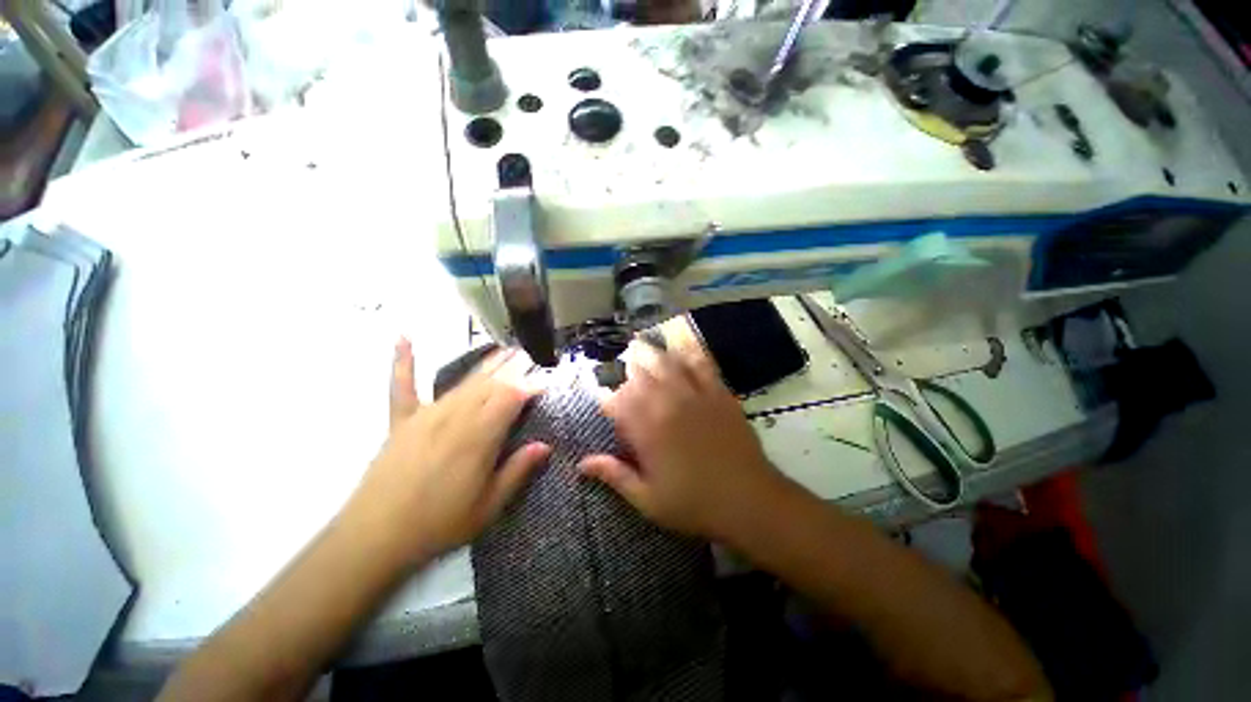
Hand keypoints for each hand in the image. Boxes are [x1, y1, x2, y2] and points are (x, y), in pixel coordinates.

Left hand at [342, 340, 550, 564]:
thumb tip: (545, 445)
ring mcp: (425, 416)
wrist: (374, 539)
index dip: (531, 387)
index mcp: (477, 437)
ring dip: (487, 365)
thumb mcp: (488, 506)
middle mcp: (453, 417)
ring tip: (506, 351)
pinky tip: (403, 337)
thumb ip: (517, 471)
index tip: (547, 384)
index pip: (511, 398)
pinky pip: (402, 386)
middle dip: (514, 369)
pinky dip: (403, 362)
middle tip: (532, 357)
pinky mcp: (401, 422)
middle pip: (490, 384)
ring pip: (462, 382)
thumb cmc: (438, 525)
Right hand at [579, 342, 786, 542]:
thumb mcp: (648, 499)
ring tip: (641, 345)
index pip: (619, 403)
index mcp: (648, 431)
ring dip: (652, 353)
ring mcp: (696, 396)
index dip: (609, 400)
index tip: (606, 403)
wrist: (749, 500)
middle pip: (642, 376)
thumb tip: (582, 464)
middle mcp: (668, 406)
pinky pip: (703, 365)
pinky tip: (682, 344)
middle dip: (628, 368)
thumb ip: (615, 476)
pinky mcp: (719, 394)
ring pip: (668, 364)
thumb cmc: (694, 504)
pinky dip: (690, 352)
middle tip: (622, 365)